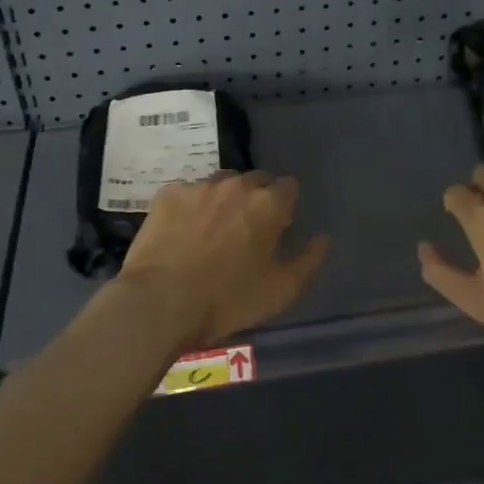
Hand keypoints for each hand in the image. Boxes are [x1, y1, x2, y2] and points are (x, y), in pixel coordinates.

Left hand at [116, 172, 330, 353]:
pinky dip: (191, 207)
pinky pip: (188, 193)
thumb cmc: (228, 300)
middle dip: (256, 199)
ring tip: (212, 230)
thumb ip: (310, 260)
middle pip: (255, 180)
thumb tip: (323, 238)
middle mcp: (236, 185)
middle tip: (245, 232)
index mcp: (268, 204)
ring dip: (224, 199)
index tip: (278, 229)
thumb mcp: (282, 291)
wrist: (160, 302)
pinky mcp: (167, 194)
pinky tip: (182, 232)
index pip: (289, 186)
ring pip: (221, 183)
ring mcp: (198, 187)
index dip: (286, 207)